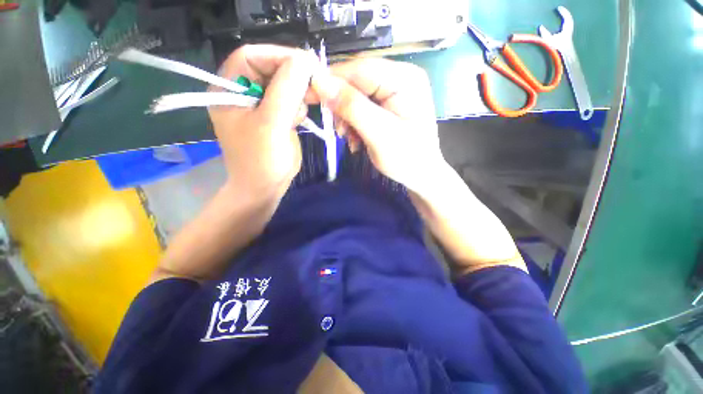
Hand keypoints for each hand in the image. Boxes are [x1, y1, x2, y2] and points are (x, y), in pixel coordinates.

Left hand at [209, 45, 317, 199]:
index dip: (280, 56)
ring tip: (299, 115)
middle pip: (271, 69)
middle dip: (293, 78)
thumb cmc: (261, 160)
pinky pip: (290, 102)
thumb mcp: (271, 124)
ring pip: (284, 86)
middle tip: (314, 88)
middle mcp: (242, 92)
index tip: (307, 65)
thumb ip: (286, 90)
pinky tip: (297, 121)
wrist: (264, 188)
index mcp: (229, 89)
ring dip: (298, 95)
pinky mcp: (274, 117)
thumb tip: (306, 59)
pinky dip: (298, 108)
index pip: (252, 56)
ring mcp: (260, 105)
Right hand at [311, 58, 444, 192]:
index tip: (308, 96)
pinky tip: (358, 139)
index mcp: (405, 79)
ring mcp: (394, 91)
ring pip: (355, 95)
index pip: (360, 68)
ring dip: (347, 118)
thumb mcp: (379, 134)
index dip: (331, 80)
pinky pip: (361, 107)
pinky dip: (354, 123)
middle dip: (342, 107)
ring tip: (351, 139)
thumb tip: (319, 81)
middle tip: (340, 131)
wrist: (421, 176)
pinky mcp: (388, 105)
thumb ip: (352, 107)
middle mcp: (400, 78)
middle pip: (357, 81)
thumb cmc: (406, 159)